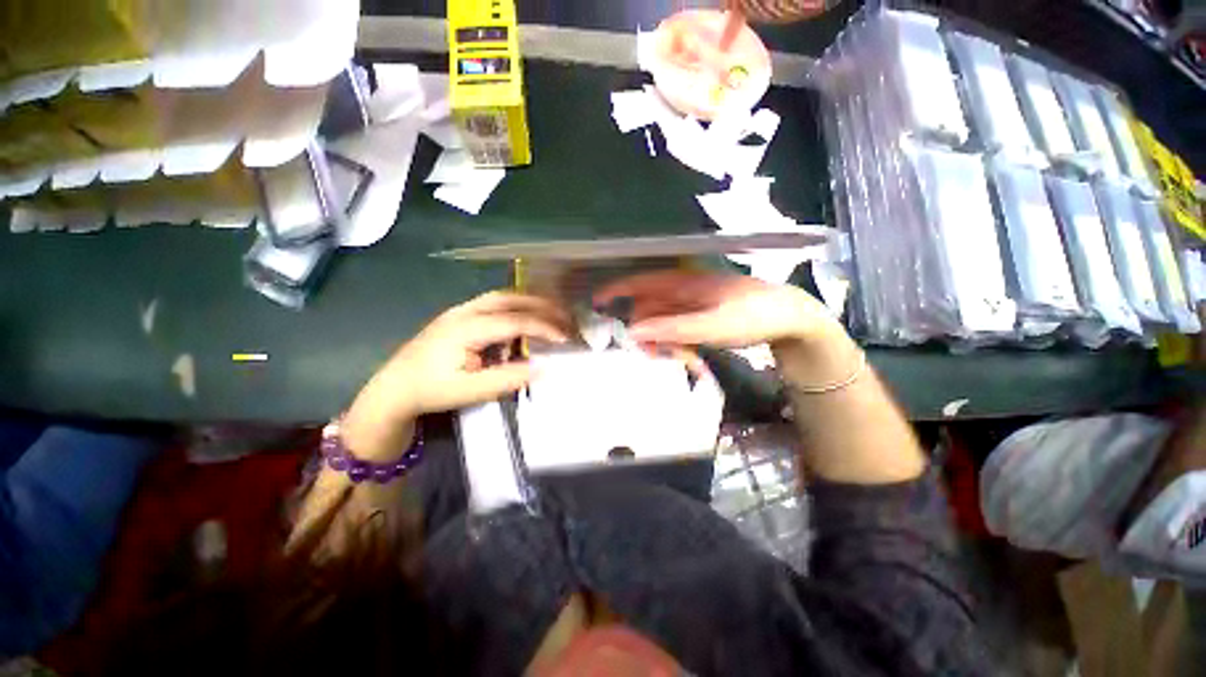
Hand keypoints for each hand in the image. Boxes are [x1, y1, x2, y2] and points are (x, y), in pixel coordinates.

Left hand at [342, 291, 569, 458]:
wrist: (394, 389)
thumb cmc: (431, 390)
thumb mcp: (471, 391)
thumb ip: (508, 378)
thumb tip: (543, 367)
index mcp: (466, 328)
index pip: (514, 321)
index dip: (543, 327)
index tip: (565, 338)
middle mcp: (464, 311)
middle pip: (510, 298)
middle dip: (541, 305)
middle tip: (565, 316)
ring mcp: (460, 310)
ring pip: (502, 297)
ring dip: (529, 302)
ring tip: (552, 312)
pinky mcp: (459, 316)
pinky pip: (494, 304)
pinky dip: (516, 308)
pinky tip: (526, 319)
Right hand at [593, 270, 840, 349]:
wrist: (792, 320)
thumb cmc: (751, 316)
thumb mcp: (710, 325)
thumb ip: (670, 329)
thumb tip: (631, 331)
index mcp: (684, 283)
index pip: (641, 282)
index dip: (616, 290)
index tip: (596, 303)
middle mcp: (685, 290)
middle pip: (650, 308)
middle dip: (648, 332)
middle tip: (653, 356)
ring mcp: (694, 304)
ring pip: (665, 322)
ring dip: (666, 343)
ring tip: (683, 361)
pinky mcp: (704, 317)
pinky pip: (680, 329)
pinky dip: (680, 344)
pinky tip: (692, 358)